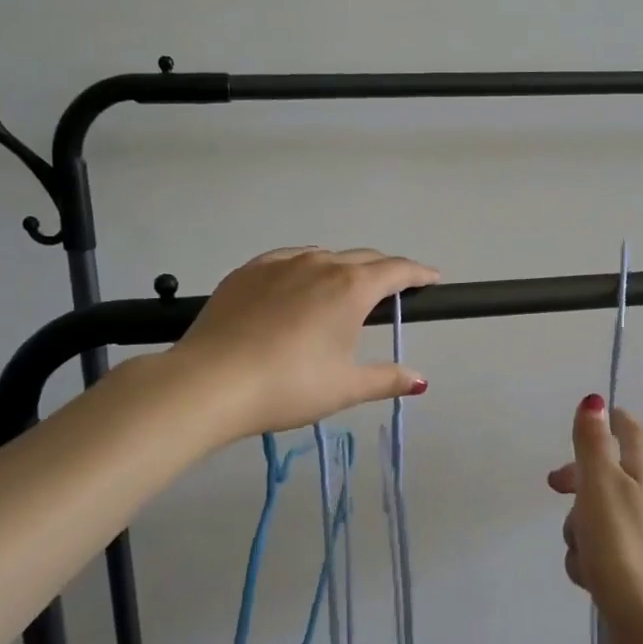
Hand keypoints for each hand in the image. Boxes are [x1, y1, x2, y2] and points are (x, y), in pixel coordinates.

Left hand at [169, 247, 438, 438]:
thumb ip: (387, 379)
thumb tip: (421, 380)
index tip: (431, 279)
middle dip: (384, 271)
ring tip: (343, 291)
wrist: (211, 382)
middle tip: (394, 290)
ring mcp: (279, 264)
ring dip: (343, 269)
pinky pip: (287, 260)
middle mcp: (320, 264)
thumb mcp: (345, 387)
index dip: (418, 273)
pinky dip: (304, 269)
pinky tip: (297, 285)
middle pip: (363, 259)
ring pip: (323, 256)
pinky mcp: (247, 272)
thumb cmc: (290, 385)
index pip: (396, 270)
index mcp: (351, 288)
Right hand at [549, 396, 642, 643]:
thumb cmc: (622, 546)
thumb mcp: (600, 484)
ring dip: (578, 528)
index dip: (606, 422)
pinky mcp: (631, 571)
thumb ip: (593, 442)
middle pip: (606, 473)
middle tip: (555, 487)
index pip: (630, 431)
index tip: (581, 425)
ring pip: (595, 515)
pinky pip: (598, 550)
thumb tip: (594, 400)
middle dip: (577, 482)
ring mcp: (641, 537)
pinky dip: (587, 559)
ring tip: (581, 549)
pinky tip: (587, 577)